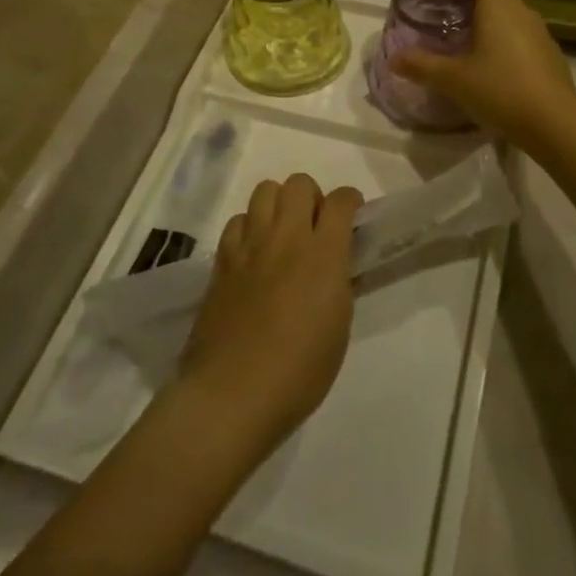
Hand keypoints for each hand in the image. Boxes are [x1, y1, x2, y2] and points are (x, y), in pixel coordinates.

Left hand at [179, 174, 359, 458]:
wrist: (233, 393)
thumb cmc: (299, 372)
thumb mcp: (339, 327)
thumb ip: (339, 283)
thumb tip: (336, 264)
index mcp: (324, 254)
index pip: (341, 201)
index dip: (350, 202)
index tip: (352, 218)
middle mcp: (287, 238)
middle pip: (299, 183)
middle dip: (312, 197)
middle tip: (314, 227)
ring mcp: (250, 245)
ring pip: (265, 190)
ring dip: (279, 204)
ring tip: (282, 234)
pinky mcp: (222, 260)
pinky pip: (238, 220)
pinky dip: (249, 227)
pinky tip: (253, 254)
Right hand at [389, 0, 575, 148]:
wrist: (554, 123)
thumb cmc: (499, 89)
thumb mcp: (453, 79)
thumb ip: (422, 66)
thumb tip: (394, 59)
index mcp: (498, 6)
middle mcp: (523, 12)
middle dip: (475, 0)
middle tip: (451, 16)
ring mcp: (542, 35)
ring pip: (513, 18)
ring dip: (493, 24)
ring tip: (470, 44)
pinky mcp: (553, 58)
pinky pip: (525, 40)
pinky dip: (509, 45)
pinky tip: (496, 71)